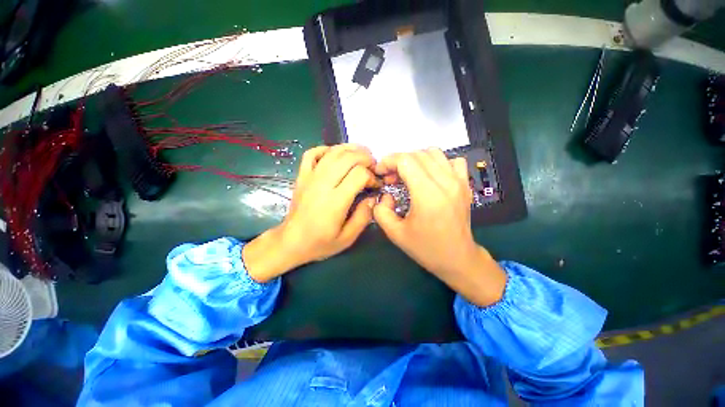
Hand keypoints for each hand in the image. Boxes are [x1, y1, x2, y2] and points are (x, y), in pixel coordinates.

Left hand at [243, 144, 377, 282]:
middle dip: (366, 158)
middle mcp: (323, 184)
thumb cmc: (320, 243)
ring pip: (333, 152)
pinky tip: (336, 154)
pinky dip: (326, 149)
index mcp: (335, 201)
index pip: (359, 174)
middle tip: (373, 167)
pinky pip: (312, 153)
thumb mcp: (347, 238)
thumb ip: (363, 217)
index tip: (375, 185)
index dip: (372, 176)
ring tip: (362, 155)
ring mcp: (310, 177)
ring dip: (351, 149)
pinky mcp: (302, 176)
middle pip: (348, 158)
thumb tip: (373, 197)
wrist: (291, 241)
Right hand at [373, 149, 506, 306]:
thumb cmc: (426, 248)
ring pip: (434, 153)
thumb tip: (386, 195)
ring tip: (408, 175)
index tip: (380, 172)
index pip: (405, 160)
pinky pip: (452, 161)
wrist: (457, 258)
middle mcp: (445, 182)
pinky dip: (438, 163)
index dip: (388, 161)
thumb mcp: (395, 234)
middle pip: (417, 154)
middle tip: (391, 178)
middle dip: (398, 161)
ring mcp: (458, 181)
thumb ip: (381, 211)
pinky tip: (431, 176)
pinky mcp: (465, 184)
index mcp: (427, 194)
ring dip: (416, 159)